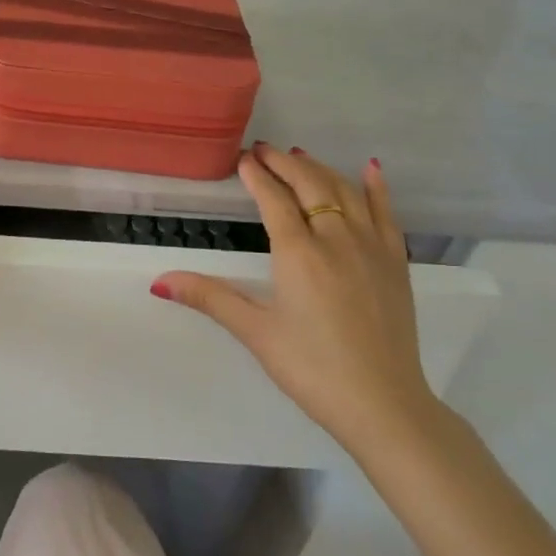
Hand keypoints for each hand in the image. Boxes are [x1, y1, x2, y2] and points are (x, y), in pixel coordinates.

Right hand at [155, 143, 438, 455]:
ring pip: (345, 191)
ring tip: (300, 156)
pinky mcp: (396, 263)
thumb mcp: (255, 332)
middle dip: (285, 163)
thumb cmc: (312, 368)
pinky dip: (377, 188)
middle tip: (264, 150)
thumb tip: (159, 281)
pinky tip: (371, 168)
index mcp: (299, 253)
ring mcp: (372, 247)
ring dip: (320, 169)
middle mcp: (336, 238)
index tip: (243, 159)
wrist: (384, 405)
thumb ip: (209, 298)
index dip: (257, 176)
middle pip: (310, 185)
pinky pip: (386, 213)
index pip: (274, 200)